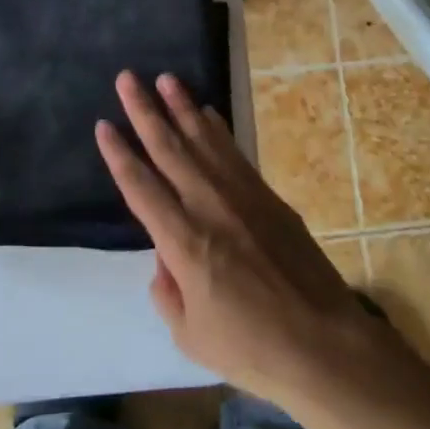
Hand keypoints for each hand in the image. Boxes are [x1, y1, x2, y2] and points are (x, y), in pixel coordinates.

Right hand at [95, 70, 398, 411]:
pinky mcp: (270, 198)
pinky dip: (218, 130)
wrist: (326, 346)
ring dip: (182, 107)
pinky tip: (207, 113)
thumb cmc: (252, 349)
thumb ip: (167, 293)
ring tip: (165, 78)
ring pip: (204, 141)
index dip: (119, 154)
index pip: (140, 187)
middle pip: (169, 150)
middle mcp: (210, 208)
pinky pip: (235, 154)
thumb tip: (163, 260)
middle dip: (145, 111)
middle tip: (127, 78)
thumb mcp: (190, 336)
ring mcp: (243, 198)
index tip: (103, 124)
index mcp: (183, 242)